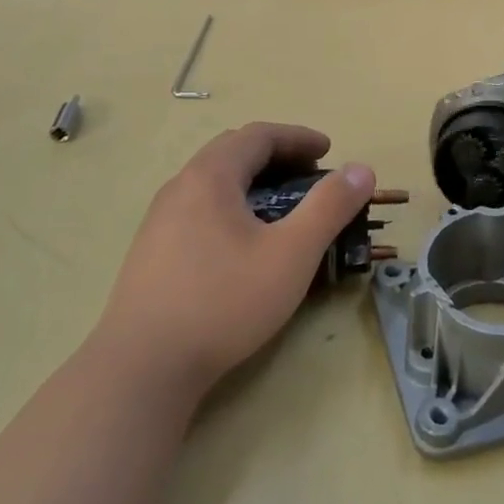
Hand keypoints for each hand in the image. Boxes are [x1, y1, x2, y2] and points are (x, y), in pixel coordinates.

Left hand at [97, 123, 374, 400]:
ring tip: (281, 209)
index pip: (258, 135)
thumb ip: (329, 207)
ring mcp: (159, 220)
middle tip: (309, 176)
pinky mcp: (151, 252)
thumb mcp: (291, 254)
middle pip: (232, 152)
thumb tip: (361, 169)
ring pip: (213, 182)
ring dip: (252, 182)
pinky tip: (243, 243)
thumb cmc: (224, 302)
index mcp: (210, 177)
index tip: (328, 151)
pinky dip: (232, 206)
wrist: (143, 367)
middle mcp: (179, 188)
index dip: (298, 137)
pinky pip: (199, 209)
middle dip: (276, 156)